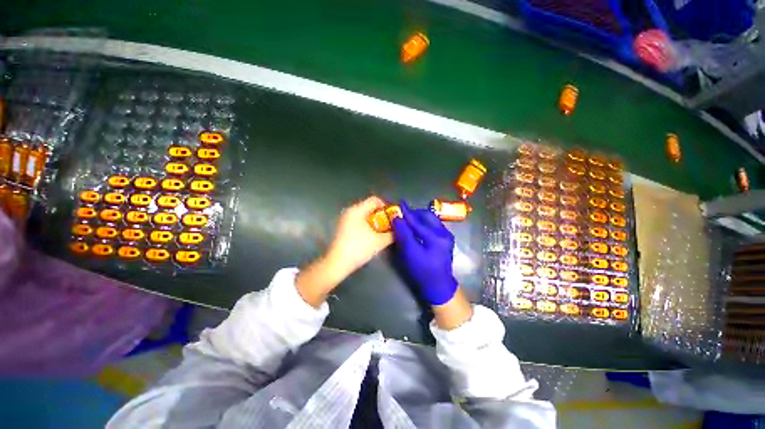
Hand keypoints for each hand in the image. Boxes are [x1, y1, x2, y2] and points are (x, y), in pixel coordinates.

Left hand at [296, 196, 393, 306]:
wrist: (338, 263)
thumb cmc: (359, 248)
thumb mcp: (379, 241)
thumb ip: (392, 234)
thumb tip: (399, 230)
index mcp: (357, 210)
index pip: (375, 200)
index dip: (386, 206)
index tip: (392, 216)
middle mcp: (350, 211)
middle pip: (369, 207)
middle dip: (381, 215)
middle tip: (389, 224)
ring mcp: (344, 219)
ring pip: (363, 215)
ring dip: (374, 221)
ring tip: (382, 231)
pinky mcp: (342, 227)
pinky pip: (358, 221)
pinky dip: (366, 225)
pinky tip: (371, 236)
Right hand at [391, 202, 457, 305]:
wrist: (438, 286)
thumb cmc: (422, 271)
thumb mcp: (410, 253)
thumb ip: (403, 234)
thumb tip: (397, 218)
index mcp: (436, 237)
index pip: (417, 221)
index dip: (406, 213)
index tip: (398, 204)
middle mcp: (444, 232)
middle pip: (427, 216)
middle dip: (414, 213)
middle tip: (402, 214)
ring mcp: (446, 235)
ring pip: (431, 220)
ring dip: (418, 218)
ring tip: (407, 220)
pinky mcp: (445, 239)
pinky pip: (433, 225)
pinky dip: (423, 223)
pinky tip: (416, 227)